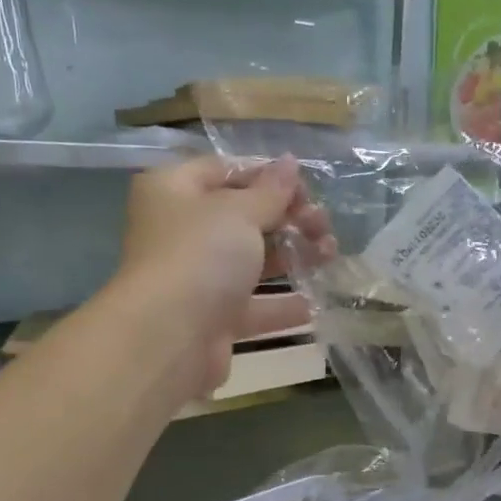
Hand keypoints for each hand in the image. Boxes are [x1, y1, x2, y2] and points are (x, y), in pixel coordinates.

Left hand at [112, 154, 333, 399]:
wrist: (170, 338)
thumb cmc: (200, 256)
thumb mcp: (239, 212)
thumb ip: (270, 191)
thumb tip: (289, 162)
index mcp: (173, 191)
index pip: (224, 170)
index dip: (266, 176)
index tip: (305, 188)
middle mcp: (180, 233)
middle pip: (241, 218)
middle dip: (287, 218)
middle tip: (322, 224)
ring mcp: (196, 279)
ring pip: (251, 262)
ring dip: (292, 257)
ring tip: (330, 256)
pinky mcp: (212, 320)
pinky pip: (253, 306)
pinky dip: (282, 304)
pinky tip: (316, 301)